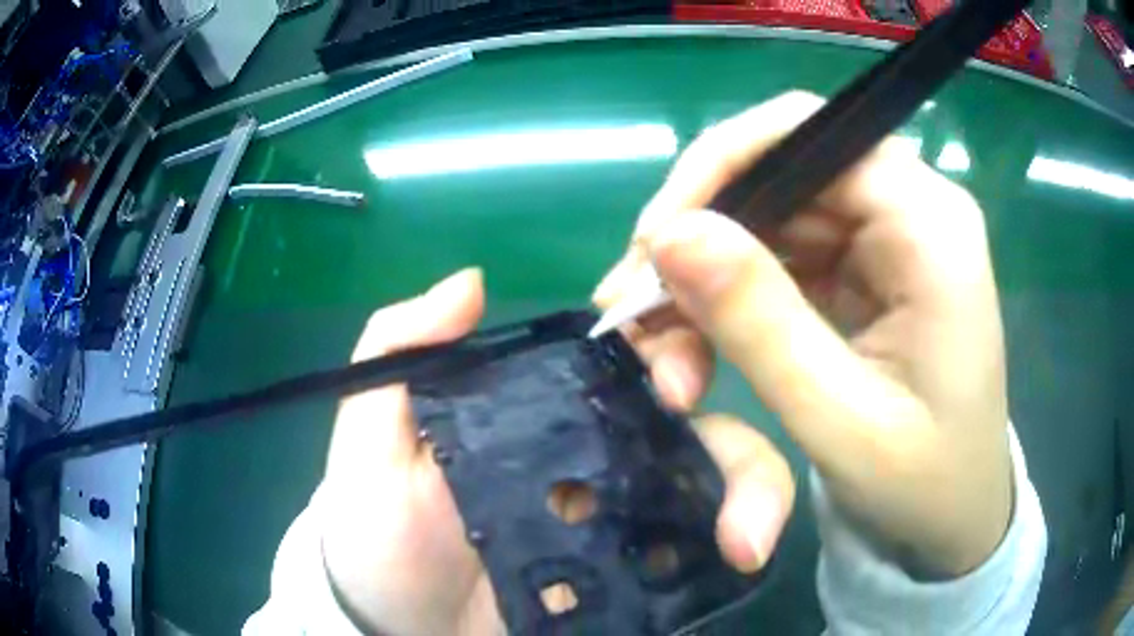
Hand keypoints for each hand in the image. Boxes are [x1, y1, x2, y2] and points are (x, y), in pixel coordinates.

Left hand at [317, 268, 794, 634]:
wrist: (396, 630)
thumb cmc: (377, 537)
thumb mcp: (370, 441)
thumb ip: (398, 355)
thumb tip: (472, 283)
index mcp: (542, 410)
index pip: (623, 354)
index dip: (663, 341)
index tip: (670, 371)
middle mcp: (595, 454)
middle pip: (689, 415)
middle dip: (721, 416)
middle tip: (714, 450)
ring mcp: (622, 518)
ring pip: (712, 476)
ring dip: (750, 486)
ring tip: (747, 535)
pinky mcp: (634, 574)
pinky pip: (700, 547)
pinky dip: (734, 540)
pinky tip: (741, 556)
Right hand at [594, 91, 1012, 577]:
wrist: (955, 519)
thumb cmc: (922, 485)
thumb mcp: (840, 419)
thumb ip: (759, 321)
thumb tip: (669, 236)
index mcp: (929, 226)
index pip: (806, 133)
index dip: (718, 169)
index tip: (652, 245)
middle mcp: (910, 210)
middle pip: (779, 171)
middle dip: (699, 236)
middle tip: (632, 310)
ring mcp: (886, 238)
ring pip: (769, 216)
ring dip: (705, 277)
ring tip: (662, 352)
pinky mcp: (866, 269)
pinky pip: (781, 255)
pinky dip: (729, 297)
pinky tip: (695, 344)